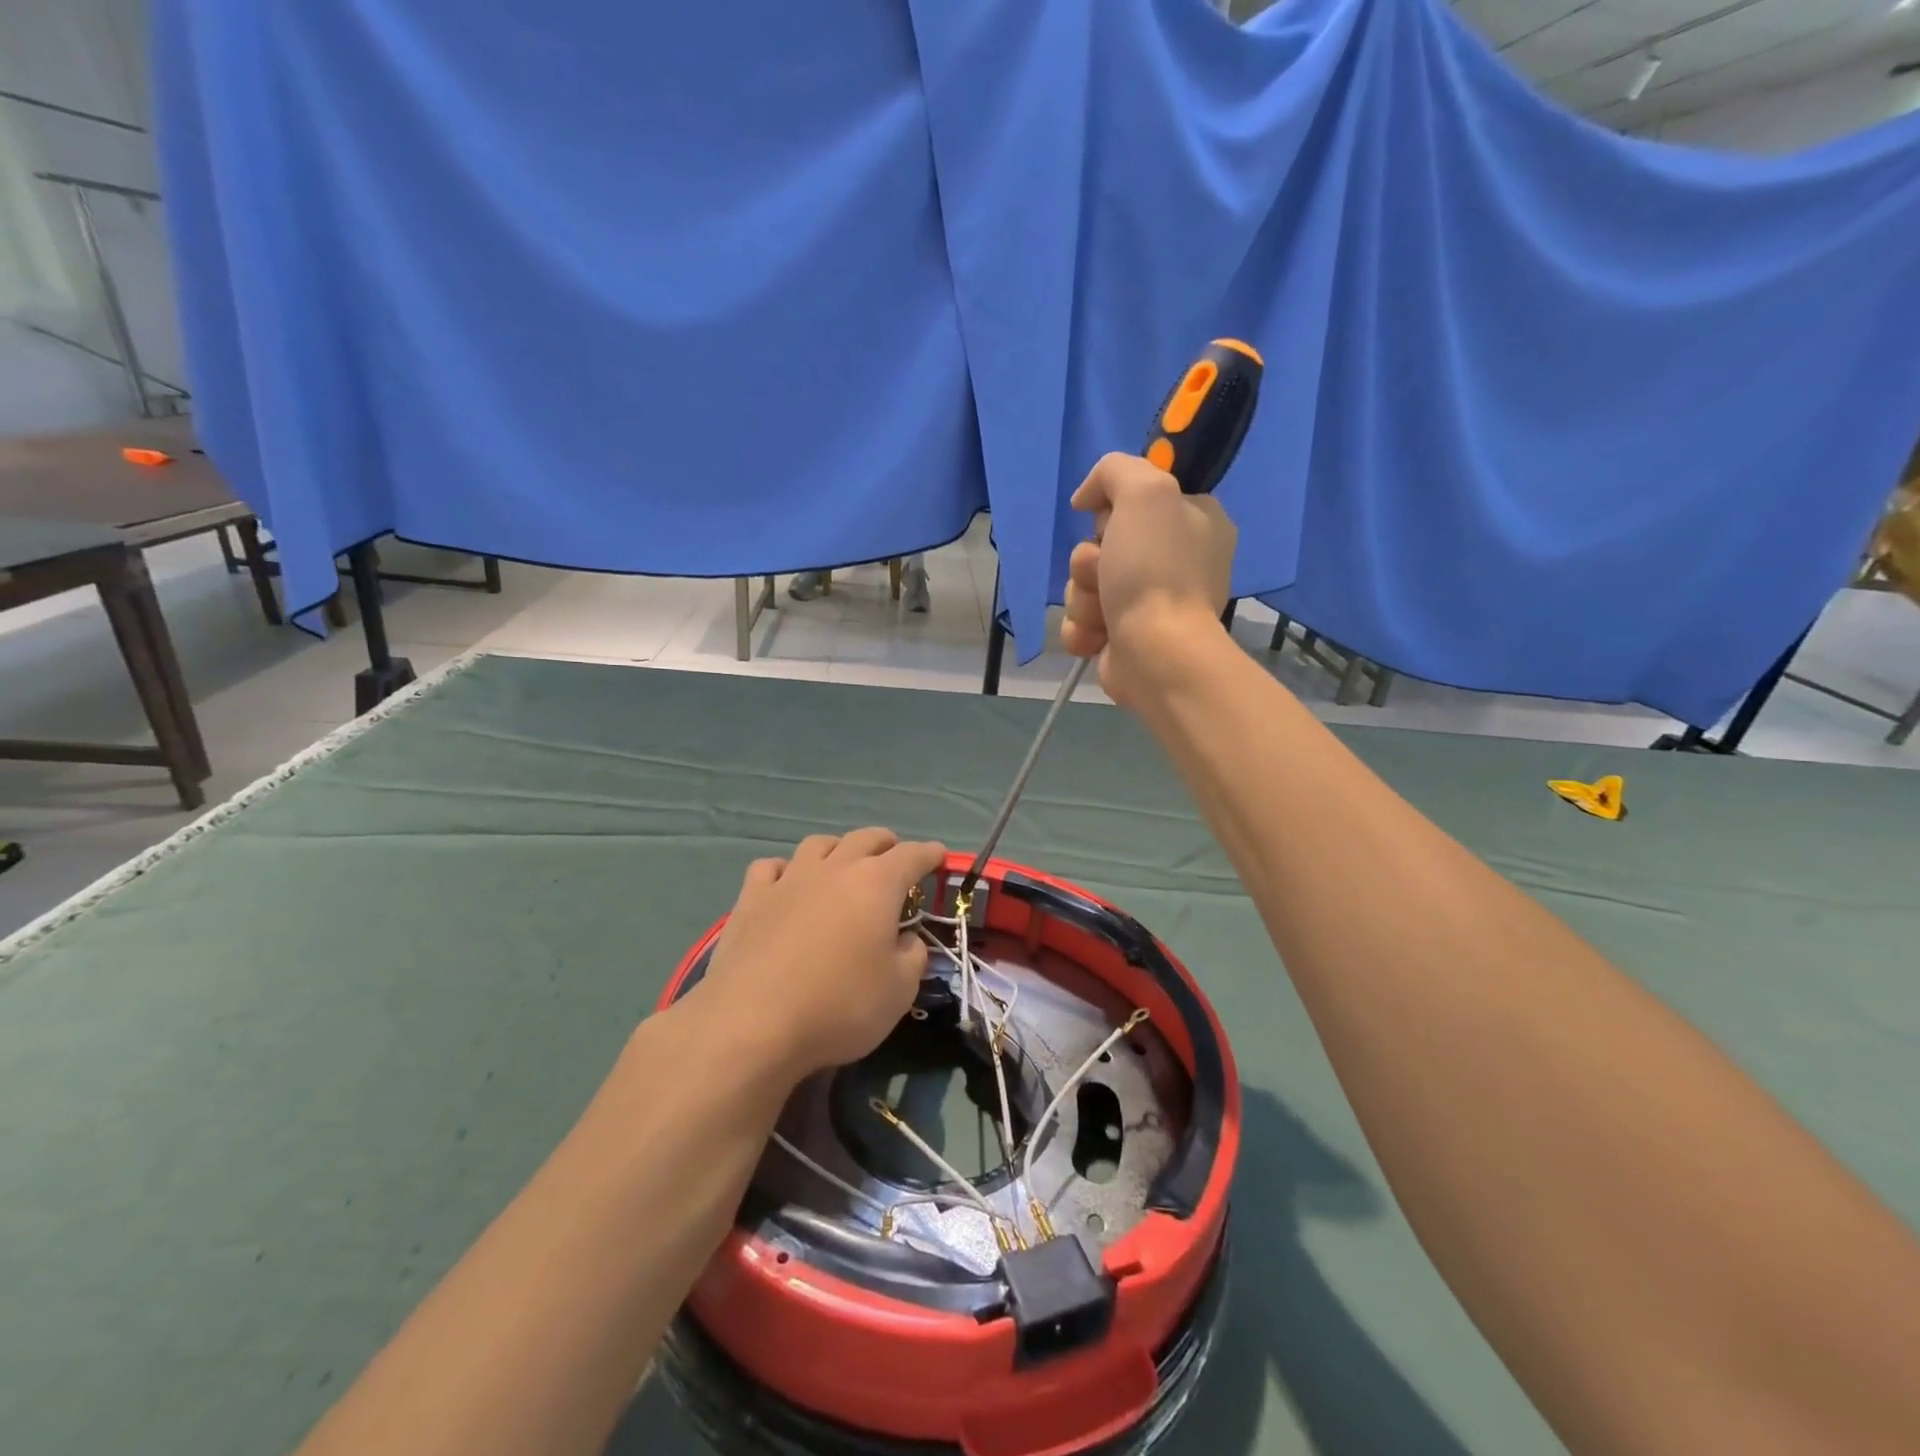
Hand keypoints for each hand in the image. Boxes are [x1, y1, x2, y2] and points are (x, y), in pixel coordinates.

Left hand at [697, 829, 947, 1081]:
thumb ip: (912, 956)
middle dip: (885, 843)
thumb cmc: (840, 1005)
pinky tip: (786, 884)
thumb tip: (905, 940)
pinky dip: (785, 870)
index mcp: (877, 884)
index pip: (912, 855)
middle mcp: (835, 869)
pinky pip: (771, 867)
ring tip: (842, 864)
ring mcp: (789, 879)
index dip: (929, 854)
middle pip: (865, 838)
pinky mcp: (751, 898)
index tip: (938, 855)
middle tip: (894, 855)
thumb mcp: (899, 990)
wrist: (753, 1023)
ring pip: (818, 844)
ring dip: (837, 849)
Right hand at [1061, 452, 1236, 703]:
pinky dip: (1082, 628)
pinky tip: (1097, 637)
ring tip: (1104, 612)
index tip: (1111, 519)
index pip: (1140, 497)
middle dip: (1090, 559)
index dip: (1116, 507)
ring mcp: (1148, 602)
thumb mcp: (1145, 491)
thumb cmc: (1156, 569)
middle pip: (1102, 542)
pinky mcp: (1122, 637)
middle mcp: (1176, 560)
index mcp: (1196, 522)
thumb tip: (1088, 498)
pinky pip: (1082, 620)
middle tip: (1106, 570)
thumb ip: (1116, 470)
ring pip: (1086, 583)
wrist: (1155, 652)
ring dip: (1084, 596)